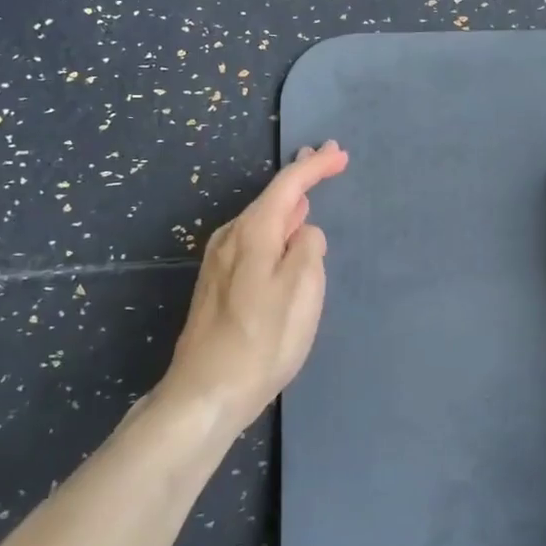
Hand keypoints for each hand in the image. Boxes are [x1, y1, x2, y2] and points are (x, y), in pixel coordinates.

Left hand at [160, 141, 348, 433]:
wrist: (206, 392)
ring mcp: (219, 261)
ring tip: (306, 192)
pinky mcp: (217, 284)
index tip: (339, 153)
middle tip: (324, 158)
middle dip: (299, 177)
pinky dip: (273, 226)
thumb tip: (304, 232)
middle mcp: (230, 237)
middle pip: (270, 197)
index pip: (288, 185)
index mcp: (252, 232)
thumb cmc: (262, 340)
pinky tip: (281, 234)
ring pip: (259, 219)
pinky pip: (252, 239)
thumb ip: (308, 249)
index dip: (315, 166)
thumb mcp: (301, 291)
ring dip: (286, 203)